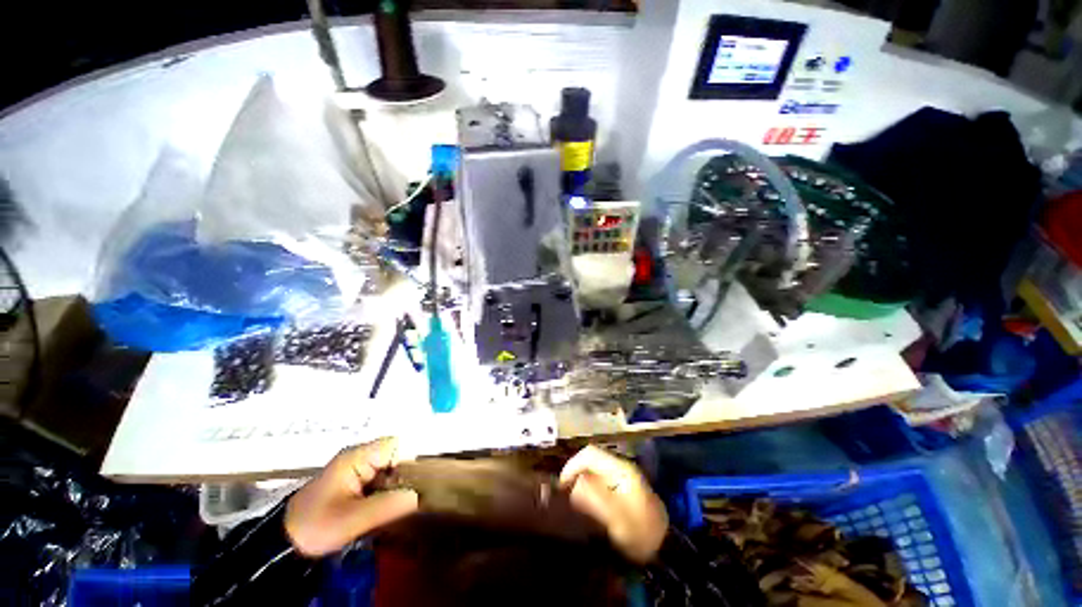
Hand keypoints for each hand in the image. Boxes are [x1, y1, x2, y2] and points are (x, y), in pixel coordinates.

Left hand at [285, 437, 418, 556]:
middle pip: (394, 456)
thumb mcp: (351, 520)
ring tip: (402, 505)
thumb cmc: (315, 526)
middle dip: (404, 475)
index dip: (408, 461)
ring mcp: (356, 470)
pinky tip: (390, 508)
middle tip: (409, 499)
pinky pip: (380, 480)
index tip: (414, 484)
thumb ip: (386, 506)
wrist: (283, 544)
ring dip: (397, 485)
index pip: (394, 445)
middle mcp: (359, 457)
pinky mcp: (354, 483)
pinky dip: (388, 492)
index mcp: (357, 457)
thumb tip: (418, 496)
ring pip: (389, 469)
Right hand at [559, 446, 667, 562]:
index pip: (590, 454)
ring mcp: (621, 477)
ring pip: (593, 470)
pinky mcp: (621, 487)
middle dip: (575, 474)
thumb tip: (574, 483)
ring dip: (580, 481)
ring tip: (571, 500)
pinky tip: (584, 505)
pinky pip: (598, 480)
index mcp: (621, 468)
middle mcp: (620, 467)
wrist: (665, 550)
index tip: (562, 485)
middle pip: (590, 460)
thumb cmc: (641, 534)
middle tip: (564, 494)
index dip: (572, 465)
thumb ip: (594, 498)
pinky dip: (588, 489)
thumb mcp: (617, 519)